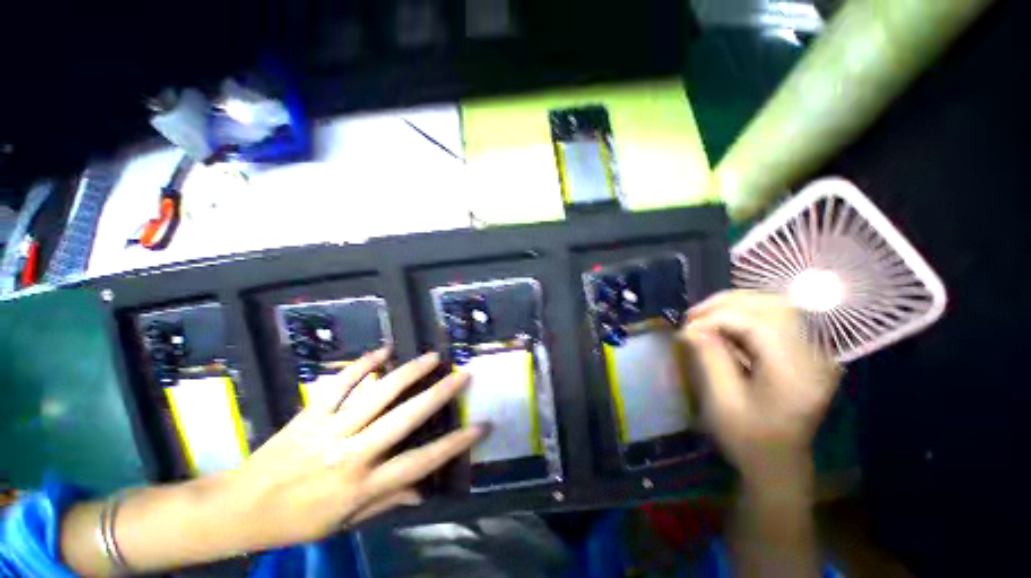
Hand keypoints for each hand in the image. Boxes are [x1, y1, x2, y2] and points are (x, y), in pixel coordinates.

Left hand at [217, 349, 482, 549]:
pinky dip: (363, 363)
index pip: (421, 463)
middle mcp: (352, 454)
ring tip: (433, 357)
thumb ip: (388, 503)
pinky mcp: (311, 413)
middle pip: (406, 418)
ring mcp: (330, 429)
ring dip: (409, 372)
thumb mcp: (345, 523)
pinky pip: (341, 382)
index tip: (480, 426)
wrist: (239, 508)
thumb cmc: (297, 522)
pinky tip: (384, 350)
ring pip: (378, 393)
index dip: (454, 444)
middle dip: (440, 394)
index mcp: (363, 486)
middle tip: (463, 374)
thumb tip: (423, 491)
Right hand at [680, 291, 840, 493]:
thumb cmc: (748, 439)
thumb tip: (690, 327)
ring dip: (735, 305)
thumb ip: (709, 358)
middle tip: (693, 315)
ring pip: (776, 306)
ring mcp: (815, 352)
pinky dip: (745, 314)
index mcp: (796, 373)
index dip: (717, 318)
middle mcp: (814, 356)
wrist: (778, 464)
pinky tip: (724, 325)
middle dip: (726, 303)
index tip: (687, 327)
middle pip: (773, 306)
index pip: (758, 324)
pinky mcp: (806, 352)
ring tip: (705, 317)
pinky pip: (777, 318)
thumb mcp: (722, 401)